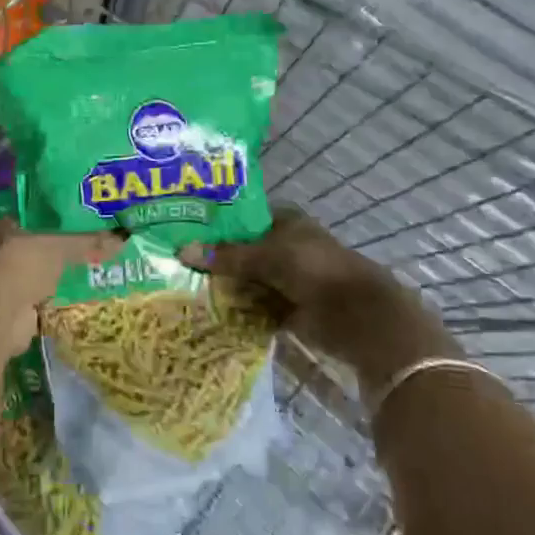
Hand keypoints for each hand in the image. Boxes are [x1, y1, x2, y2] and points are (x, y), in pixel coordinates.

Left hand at [0, 222, 123, 356]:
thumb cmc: (22, 265)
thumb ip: (88, 243)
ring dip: (52, 283)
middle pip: (32, 251)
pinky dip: (52, 306)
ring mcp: (2, 286)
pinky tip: (74, 305)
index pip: (30, 221)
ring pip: (34, 279)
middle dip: (54, 256)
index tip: (77, 227)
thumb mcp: (60, 247)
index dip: (51, 224)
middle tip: (88, 255)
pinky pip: (38, 305)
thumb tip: (123, 238)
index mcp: (2, 230)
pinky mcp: (10, 313)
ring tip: (86, 279)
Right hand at [180, 208, 458, 385]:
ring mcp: (286, 278)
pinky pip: (254, 305)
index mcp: (284, 221)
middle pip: (241, 250)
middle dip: (214, 257)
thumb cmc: (315, 271)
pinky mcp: (287, 307)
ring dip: (224, 285)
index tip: (183, 230)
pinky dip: (237, 308)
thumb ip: (226, 256)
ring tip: (183, 286)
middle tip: (175, 261)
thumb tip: (181, 251)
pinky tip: (207, 309)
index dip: (215, 223)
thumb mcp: (266, 257)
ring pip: (247, 278)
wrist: (359, 317)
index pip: (241, 217)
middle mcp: (284, 245)